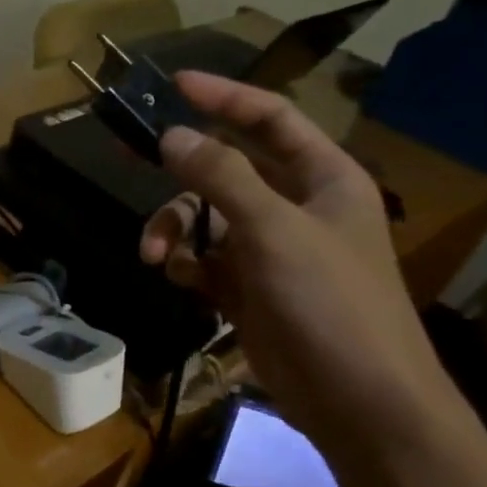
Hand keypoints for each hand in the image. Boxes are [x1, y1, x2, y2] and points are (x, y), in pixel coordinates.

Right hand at [139, 72, 468, 461]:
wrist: (358, 402)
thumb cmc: (330, 304)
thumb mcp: (274, 230)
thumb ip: (221, 176)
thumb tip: (170, 134)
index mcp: (323, 178)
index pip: (270, 119)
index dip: (224, 97)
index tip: (174, 83)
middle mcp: (295, 206)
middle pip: (225, 167)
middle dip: (179, 167)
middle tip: (127, 151)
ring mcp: (269, 250)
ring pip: (204, 217)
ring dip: (173, 228)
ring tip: (155, 255)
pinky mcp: (247, 288)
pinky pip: (202, 258)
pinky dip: (183, 263)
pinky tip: (175, 277)